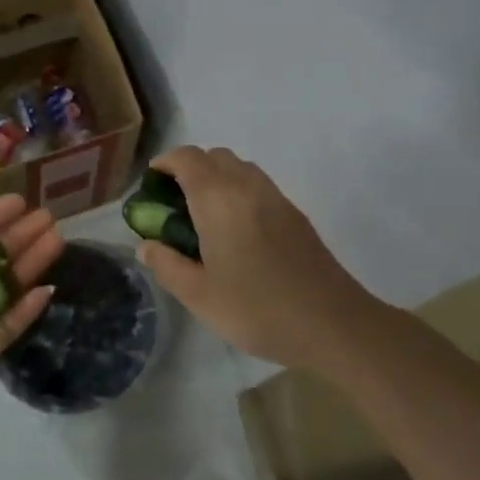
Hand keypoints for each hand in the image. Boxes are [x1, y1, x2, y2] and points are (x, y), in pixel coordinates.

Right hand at [136, 145, 383, 373]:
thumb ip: (167, 265)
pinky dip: (239, 192)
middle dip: (190, 169)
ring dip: (217, 179)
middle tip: (174, 204)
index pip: (187, 158)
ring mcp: (276, 198)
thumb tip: (146, 246)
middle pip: (214, 156)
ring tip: (204, 218)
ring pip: (240, 168)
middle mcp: (248, 187)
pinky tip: (236, 233)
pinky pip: (259, 186)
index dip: (165, 163)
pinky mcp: (295, 214)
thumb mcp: (199, 296)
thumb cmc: (258, 309)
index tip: (151, 185)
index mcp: (219, 199)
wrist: (333, 324)